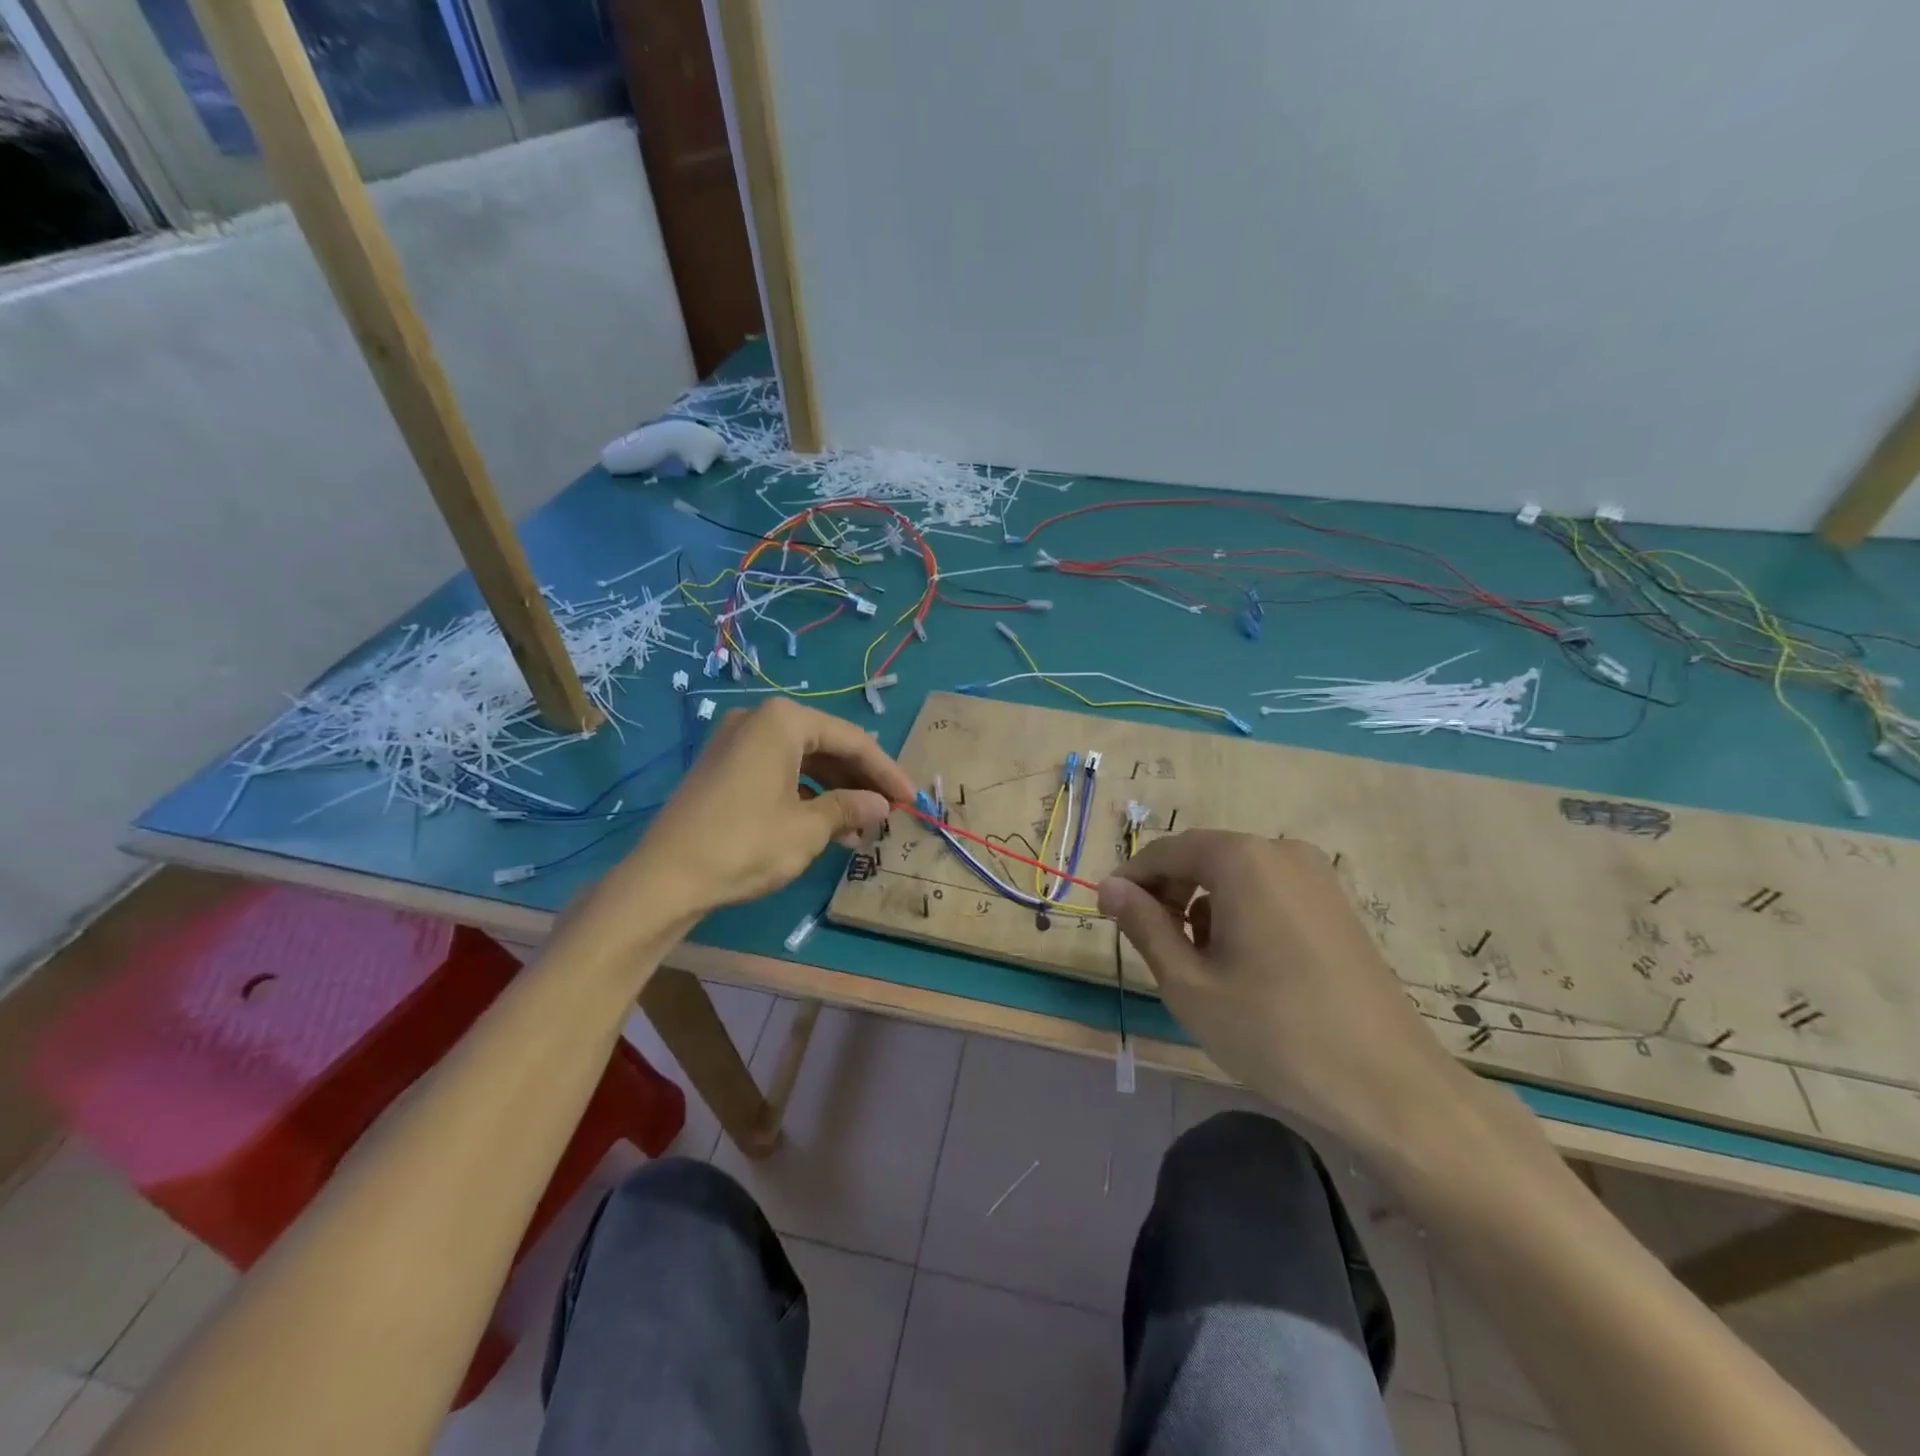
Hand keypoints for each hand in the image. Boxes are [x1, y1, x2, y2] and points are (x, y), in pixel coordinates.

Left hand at [614, 698, 914, 914]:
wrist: (664, 878)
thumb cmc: (745, 844)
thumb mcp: (807, 829)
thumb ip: (849, 808)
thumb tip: (880, 804)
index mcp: (783, 721)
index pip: (852, 740)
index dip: (886, 771)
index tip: (911, 799)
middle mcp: (759, 720)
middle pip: (827, 746)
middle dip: (859, 781)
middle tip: (887, 812)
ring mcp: (736, 742)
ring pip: (803, 762)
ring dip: (835, 792)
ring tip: (860, 830)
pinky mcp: (723, 768)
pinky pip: (778, 773)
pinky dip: (805, 796)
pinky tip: (826, 828)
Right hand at [1100, 830, 1468, 1150]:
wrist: (1390, 1086)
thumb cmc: (1274, 1032)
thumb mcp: (1189, 982)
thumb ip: (1143, 925)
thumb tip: (1110, 887)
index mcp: (1242, 859)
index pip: (1166, 852)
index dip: (1131, 880)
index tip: (1107, 914)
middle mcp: (1281, 851)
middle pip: (1203, 858)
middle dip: (1169, 895)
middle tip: (1153, 946)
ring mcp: (1316, 875)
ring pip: (1235, 876)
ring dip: (1204, 907)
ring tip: (1202, 965)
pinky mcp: (1336, 903)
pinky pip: (1269, 891)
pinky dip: (1241, 913)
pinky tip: (1247, 966)